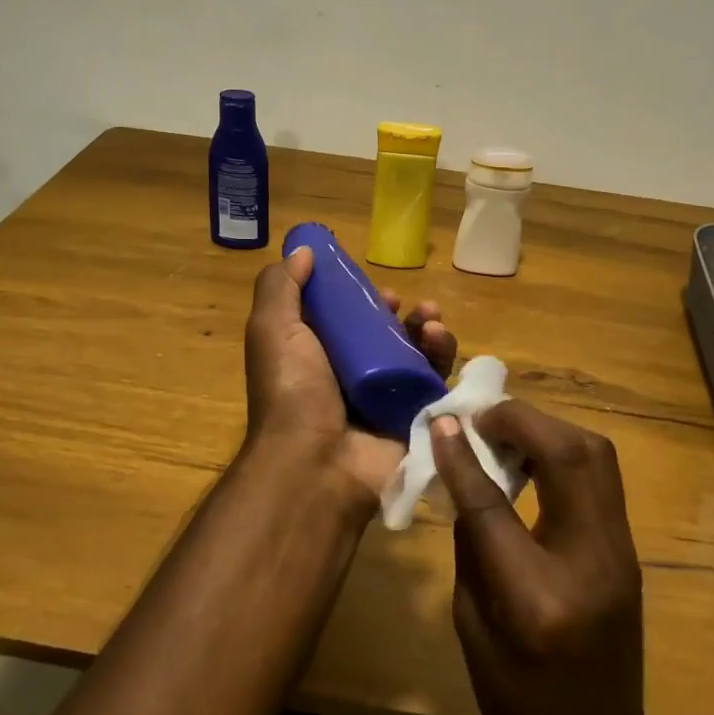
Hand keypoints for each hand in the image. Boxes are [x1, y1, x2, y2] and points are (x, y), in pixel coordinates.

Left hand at [243, 245, 456, 506]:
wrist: (316, 463)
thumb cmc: (291, 390)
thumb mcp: (272, 329)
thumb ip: (282, 287)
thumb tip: (303, 251)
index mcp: (316, 357)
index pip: (346, 321)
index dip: (361, 300)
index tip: (375, 288)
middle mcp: (350, 377)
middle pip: (385, 336)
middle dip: (401, 314)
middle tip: (409, 304)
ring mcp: (383, 399)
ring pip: (415, 356)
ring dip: (426, 330)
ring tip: (431, 318)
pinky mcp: (413, 416)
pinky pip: (435, 381)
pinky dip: (441, 356)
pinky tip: (439, 338)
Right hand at [431, 402, 649, 714]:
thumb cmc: (515, 701)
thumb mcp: (470, 624)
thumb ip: (470, 541)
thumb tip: (463, 470)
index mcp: (537, 597)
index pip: (494, 504)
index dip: (463, 456)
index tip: (442, 422)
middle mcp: (591, 562)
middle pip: (568, 456)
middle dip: (522, 421)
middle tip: (481, 417)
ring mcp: (621, 553)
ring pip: (596, 455)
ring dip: (548, 429)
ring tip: (505, 431)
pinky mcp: (629, 549)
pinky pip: (601, 476)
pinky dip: (565, 451)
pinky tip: (533, 457)